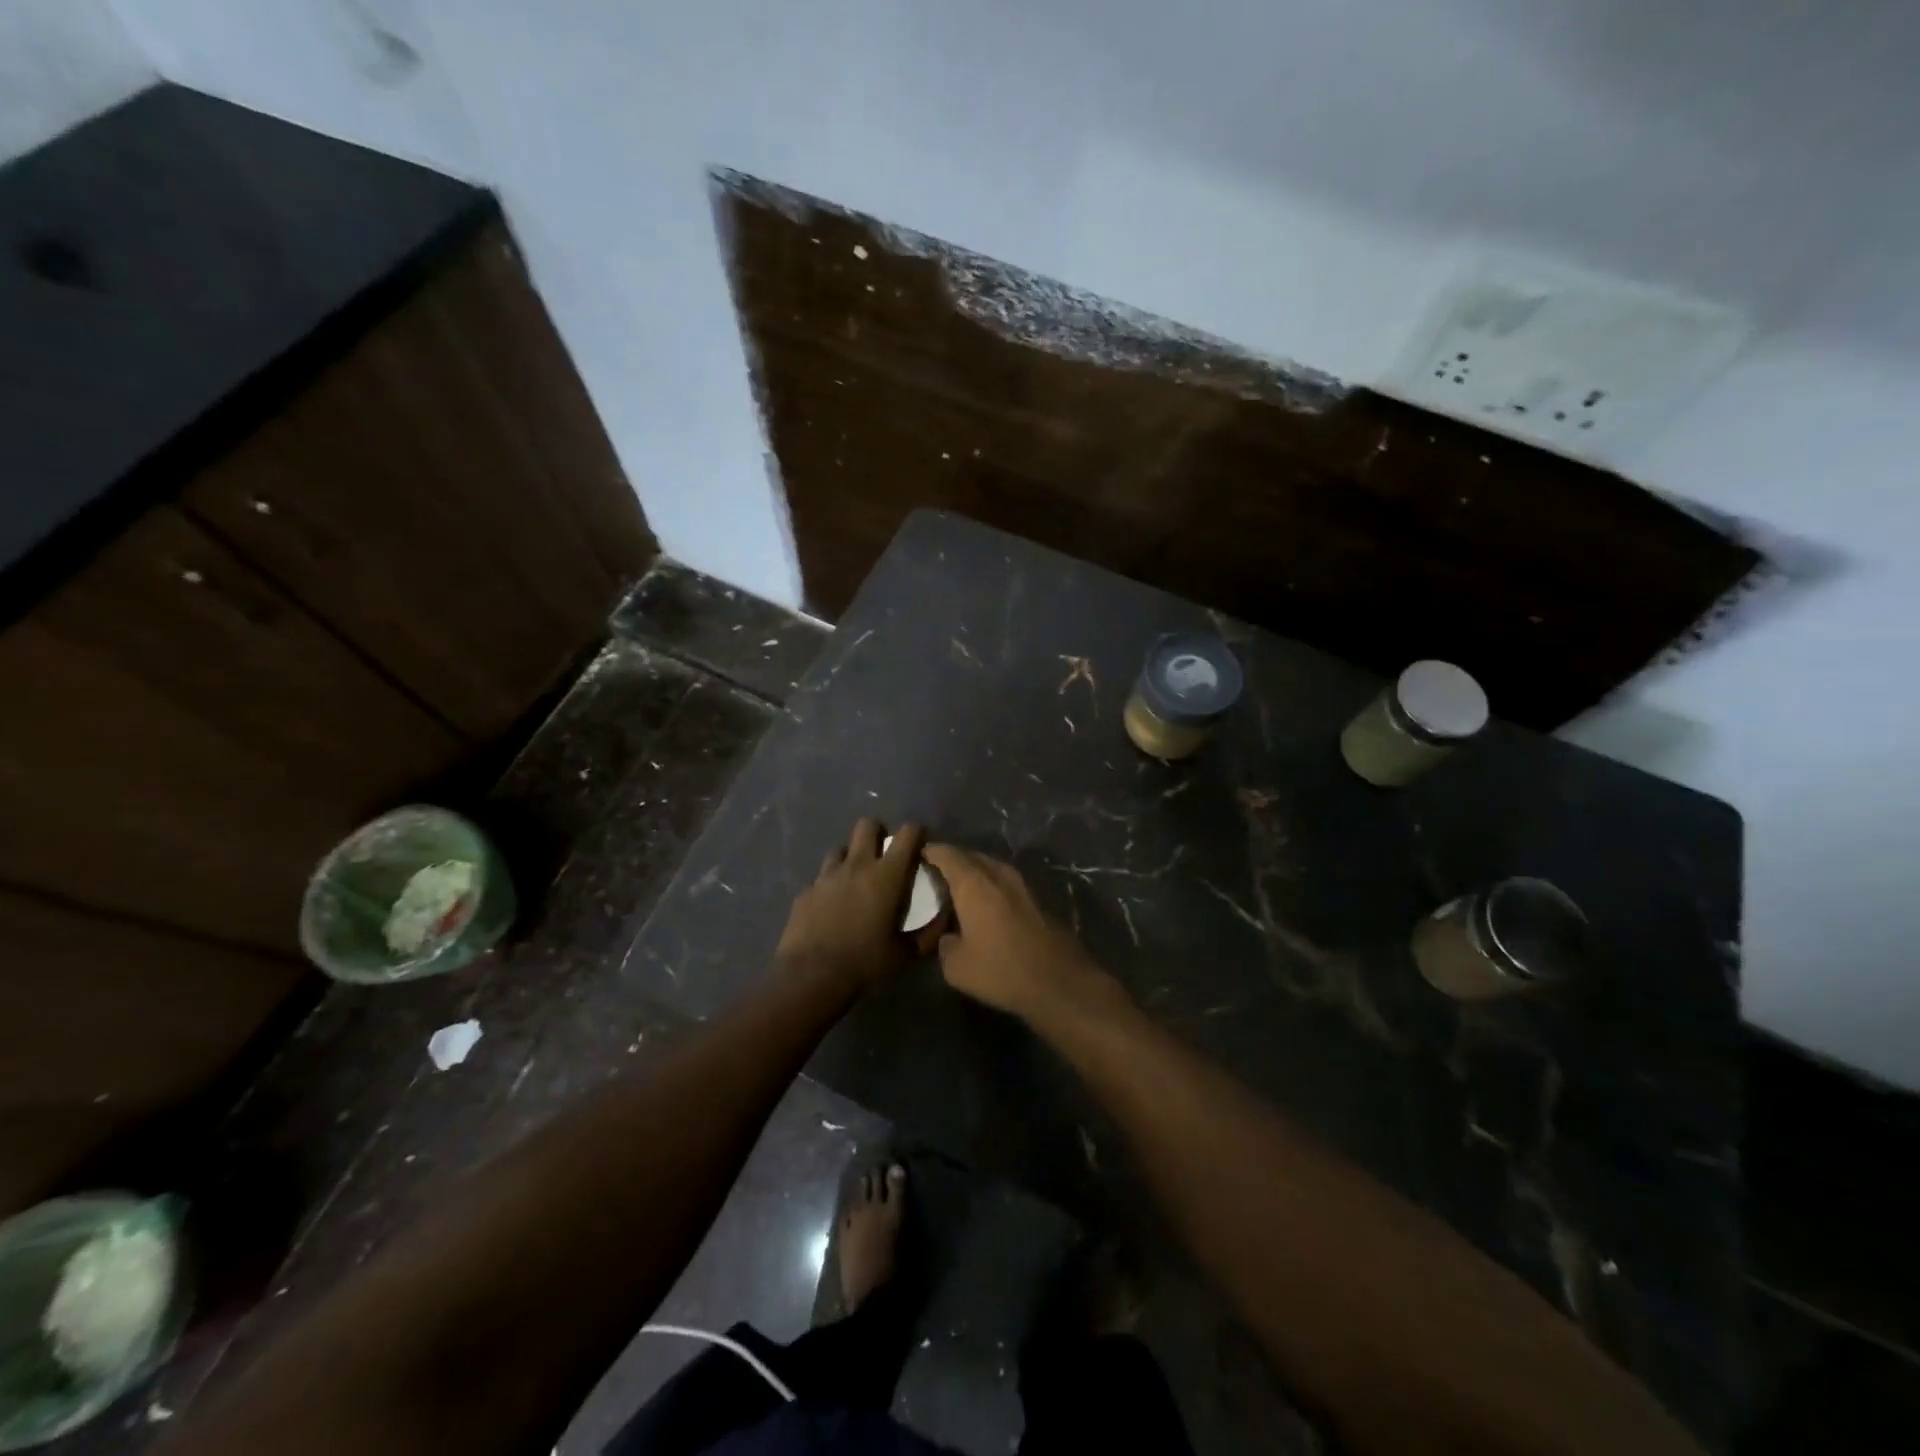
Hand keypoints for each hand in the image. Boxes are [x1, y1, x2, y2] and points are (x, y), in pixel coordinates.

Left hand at [776, 819, 937, 990]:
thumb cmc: (865, 962)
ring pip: (841, 848)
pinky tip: (832, 906)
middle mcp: (857, 865)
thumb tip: (943, 920)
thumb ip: (929, 934)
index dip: (916, 833)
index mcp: (887, 875)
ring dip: (851, 857)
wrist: (811, 976)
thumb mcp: (905, 954)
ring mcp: (827, 875)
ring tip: (855, 880)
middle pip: (867, 825)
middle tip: (884, 855)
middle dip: (878, 833)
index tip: (919, 846)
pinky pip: (821, 877)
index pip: (907, 833)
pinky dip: (830, 885)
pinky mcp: (806, 890)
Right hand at [920, 844, 1113, 1021]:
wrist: (1059, 982)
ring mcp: (1022, 886)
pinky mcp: (1037, 901)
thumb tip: (948, 936)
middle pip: (971, 857)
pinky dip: (991, 888)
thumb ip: (944, 944)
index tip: (916, 854)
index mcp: (974, 883)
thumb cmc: (1001, 970)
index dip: (930, 851)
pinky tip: (985, 908)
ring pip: (991, 869)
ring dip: (975, 874)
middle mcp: (998, 875)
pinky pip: (1005, 884)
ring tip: (958, 890)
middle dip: (952, 861)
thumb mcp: (956, 966)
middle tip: (934, 875)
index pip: (947, 854)